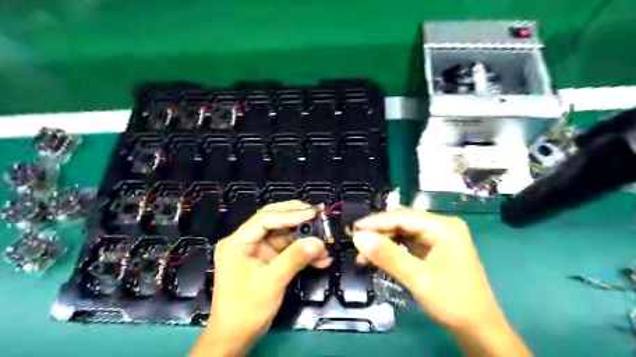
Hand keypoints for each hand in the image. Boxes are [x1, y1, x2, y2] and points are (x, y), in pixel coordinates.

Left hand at [193, 201, 333, 356]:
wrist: (235, 338)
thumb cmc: (246, 309)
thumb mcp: (272, 281)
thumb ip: (295, 258)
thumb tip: (319, 242)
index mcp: (238, 242)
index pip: (265, 219)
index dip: (290, 214)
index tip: (313, 214)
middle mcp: (246, 242)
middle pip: (274, 222)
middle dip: (297, 219)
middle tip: (318, 215)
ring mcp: (256, 252)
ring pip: (283, 237)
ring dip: (304, 241)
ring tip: (325, 244)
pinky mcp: (265, 262)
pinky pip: (286, 252)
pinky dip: (302, 255)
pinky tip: (320, 260)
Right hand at [353, 209, 532, 356]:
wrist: (478, 329)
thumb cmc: (453, 302)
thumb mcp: (417, 278)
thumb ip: (387, 255)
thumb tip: (358, 237)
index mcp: (443, 227)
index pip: (403, 217)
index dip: (376, 222)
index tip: (354, 229)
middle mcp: (441, 227)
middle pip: (402, 223)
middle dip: (379, 233)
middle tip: (356, 244)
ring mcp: (438, 238)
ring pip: (402, 233)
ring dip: (383, 243)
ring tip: (363, 256)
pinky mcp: (433, 250)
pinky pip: (407, 244)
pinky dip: (391, 251)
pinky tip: (376, 259)